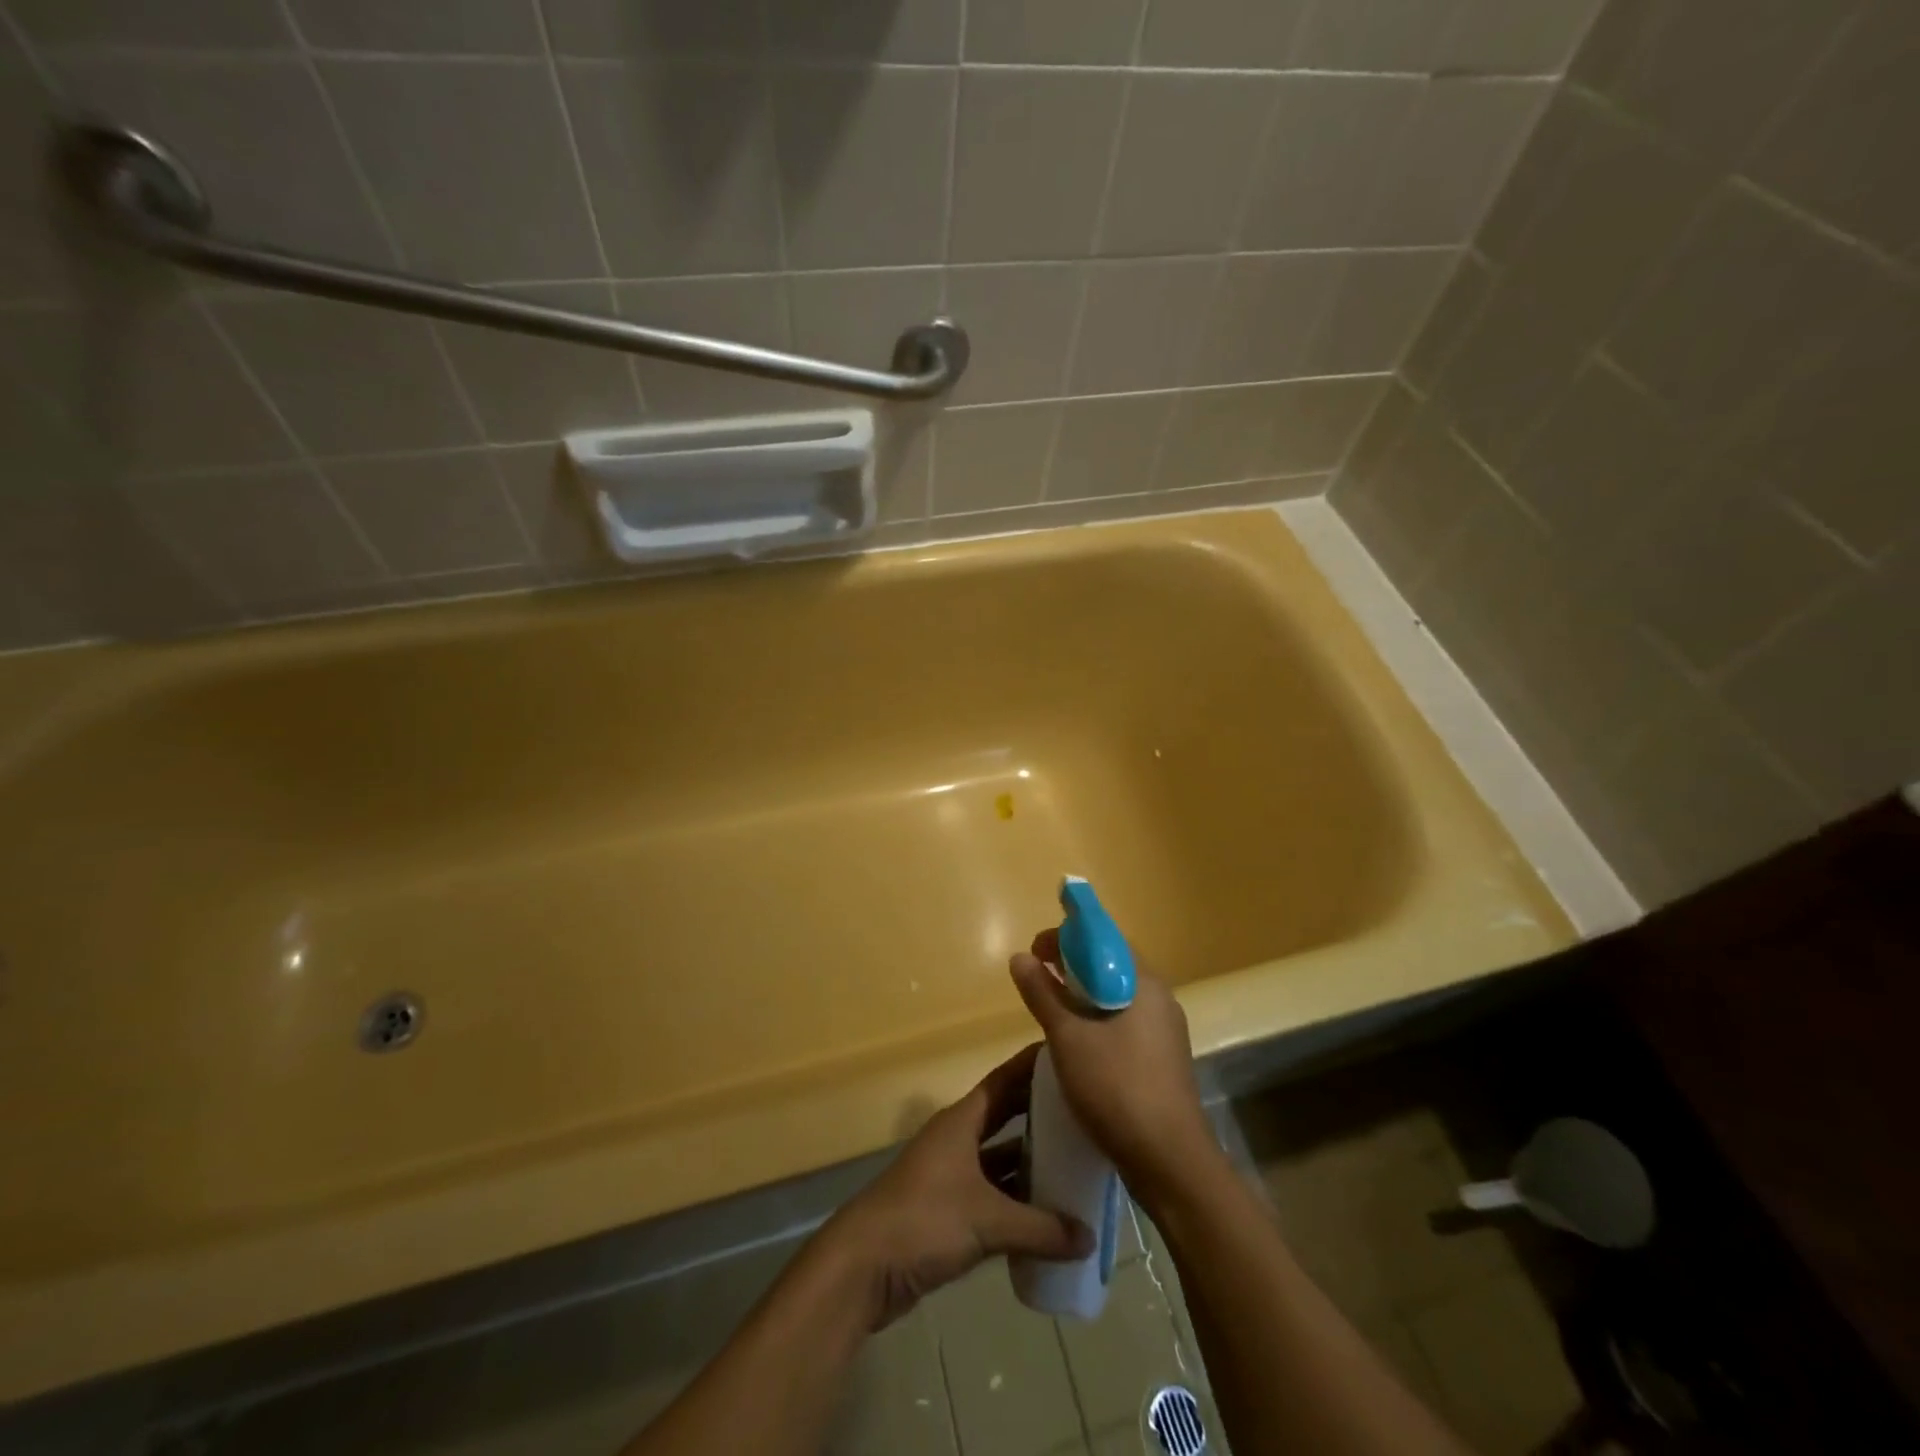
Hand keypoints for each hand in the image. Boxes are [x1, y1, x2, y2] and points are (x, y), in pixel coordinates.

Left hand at [813, 1044, 1092, 1330]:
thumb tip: (1090, 1237)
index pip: (1004, 1081)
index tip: (1066, 1054)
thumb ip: (1041, 1228)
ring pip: (999, 1159)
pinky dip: (1016, 1200)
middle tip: (1084, 1111)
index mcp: (961, 1122)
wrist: (863, 1267)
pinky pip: (992, 1195)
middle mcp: (957, 1140)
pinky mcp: (947, 1212)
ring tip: (1075, 1162)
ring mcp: (950, 1176)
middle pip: (1004, 1117)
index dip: (1032, 1067)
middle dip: (1039, 1114)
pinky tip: (1047, 1214)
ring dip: (1030, 1161)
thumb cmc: (924, 1220)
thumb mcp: (988, 1221)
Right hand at [1009, 930, 1216, 1208]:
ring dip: (1083, 995)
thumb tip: (1020, 957)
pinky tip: (1076, 1041)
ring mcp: (1165, 1032)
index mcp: (1145, 983)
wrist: (1170, 1161)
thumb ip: (1042, 994)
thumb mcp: (1068, 1037)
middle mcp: (1160, 999)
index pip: (1105, 940)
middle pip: (1112, 967)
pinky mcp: (1162, 1060)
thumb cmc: (1116, 1087)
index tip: (1036, 949)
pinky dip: (1097, 1020)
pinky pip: (1125, 1023)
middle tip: (1038, 976)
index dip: (1068, 937)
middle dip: (1072, 965)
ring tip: (1050, 1007)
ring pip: (1117, 997)